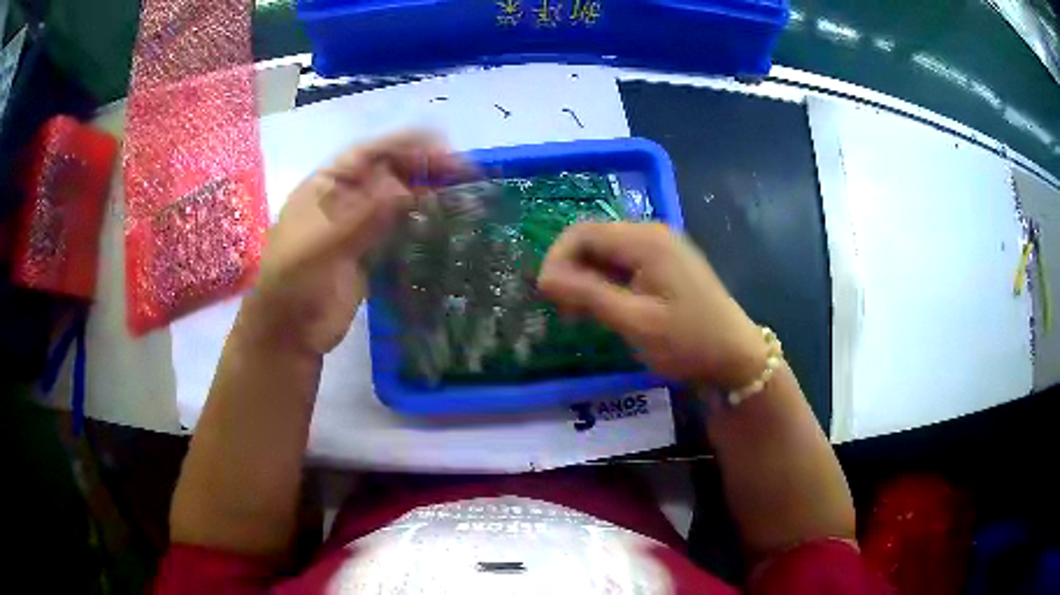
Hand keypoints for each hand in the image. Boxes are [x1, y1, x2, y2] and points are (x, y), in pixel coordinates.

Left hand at [239, 131, 470, 356]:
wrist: (289, 333)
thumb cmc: (293, 283)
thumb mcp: (323, 244)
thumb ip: (363, 217)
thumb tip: (407, 189)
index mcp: (324, 187)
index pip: (367, 155)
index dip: (403, 145)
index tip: (441, 143)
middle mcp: (342, 201)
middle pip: (386, 174)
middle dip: (420, 167)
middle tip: (462, 169)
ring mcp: (355, 227)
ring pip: (394, 201)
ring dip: (424, 192)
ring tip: (460, 190)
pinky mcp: (367, 255)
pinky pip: (396, 231)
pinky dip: (418, 223)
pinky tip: (441, 221)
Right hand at [537, 222, 767, 387]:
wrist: (736, 356)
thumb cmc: (688, 342)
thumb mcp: (634, 322)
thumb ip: (588, 294)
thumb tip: (544, 277)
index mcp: (645, 241)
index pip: (581, 232)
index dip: (556, 259)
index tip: (546, 296)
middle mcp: (651, 233)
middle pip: (593, 238)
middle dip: (570, 269)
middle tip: (564, 311)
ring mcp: (661, 246)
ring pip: (606, 251)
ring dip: (586, 277)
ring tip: (580, 315)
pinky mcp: (665, 262)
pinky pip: (623, 262)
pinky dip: (605, 281)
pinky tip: (604, 308)